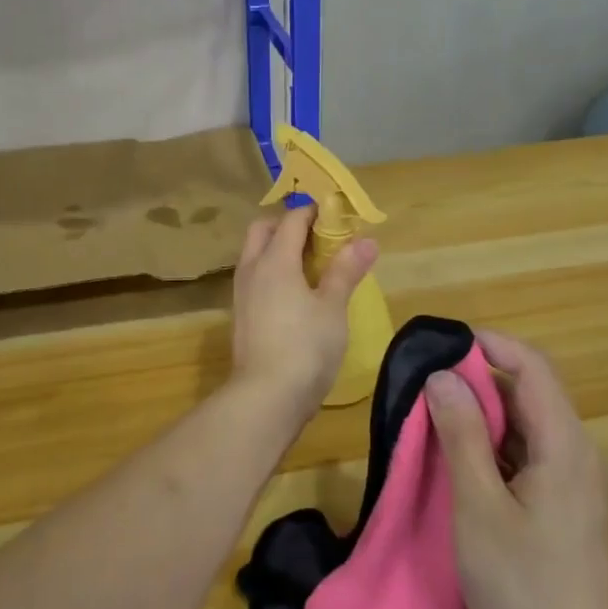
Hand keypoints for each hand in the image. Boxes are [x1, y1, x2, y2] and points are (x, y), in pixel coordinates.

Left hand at [230, 205, 377, 417]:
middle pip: (262, 229)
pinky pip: (255, 278)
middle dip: (287, 224)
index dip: (314, 211)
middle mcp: (252, 269)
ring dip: (277, 248)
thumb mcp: (333, 308)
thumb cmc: (305, 347)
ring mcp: (242, 293)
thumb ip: (346, 271)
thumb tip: (365, 240)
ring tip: (311, 265)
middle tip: (319, 237)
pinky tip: (295, 293)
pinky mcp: (241, 315)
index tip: (338, 215)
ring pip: (255, 254)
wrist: (265, 397)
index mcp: (274, 260)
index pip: (291, 219)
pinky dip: (272, 272)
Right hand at [426, 330, 607, 608]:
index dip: (488, 344)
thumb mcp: (479, 507)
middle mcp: (577, 454)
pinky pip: (525, 456)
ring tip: (429, 420)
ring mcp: (573, 484)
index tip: (438, 345)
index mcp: (565, 445)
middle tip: (422, 387)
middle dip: (476, 380)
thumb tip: (442, 375)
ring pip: (524, 425)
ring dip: (480, 416)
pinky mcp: (562, 508)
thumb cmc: (522, 589)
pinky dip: (490, 448)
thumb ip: (462, 435)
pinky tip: (454, 463)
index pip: (532, 366)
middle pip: (529, 392)